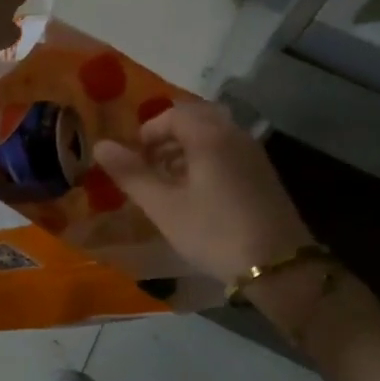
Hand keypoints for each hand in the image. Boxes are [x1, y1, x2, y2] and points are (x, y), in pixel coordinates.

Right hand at [93, 102, 312, 284]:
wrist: (279, 266)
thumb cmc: (214, 232)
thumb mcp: (164, 206)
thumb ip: (132, 174)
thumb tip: (100, 145)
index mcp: (209, 135)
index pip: (173, 114)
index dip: (149, 131)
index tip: (134, 157)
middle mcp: (234, 134)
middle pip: (196, 118)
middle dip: (168, 135)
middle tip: (150, 163)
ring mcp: (253, 154)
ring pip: (214, 134)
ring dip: (187, 147)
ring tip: (169, 179)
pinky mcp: (263, 174)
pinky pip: (228, 150)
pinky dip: (207, 158)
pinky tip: (197, 192)